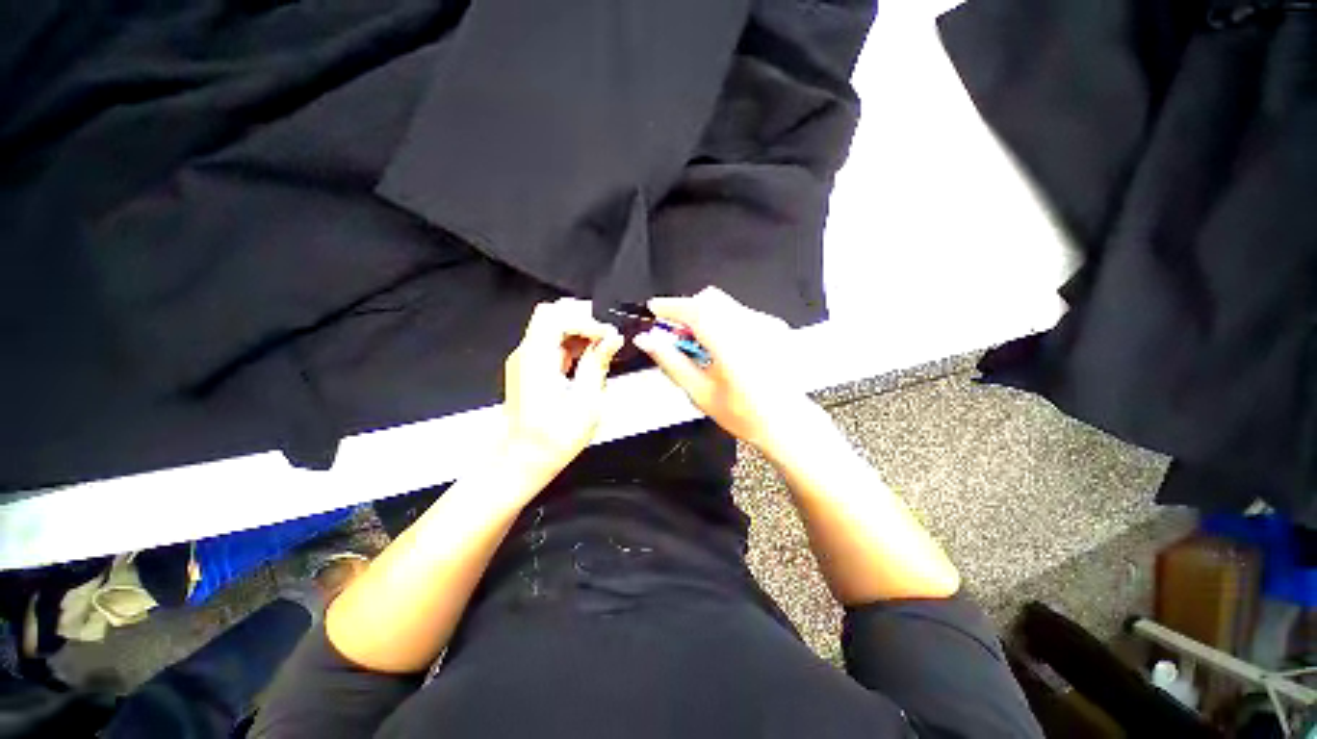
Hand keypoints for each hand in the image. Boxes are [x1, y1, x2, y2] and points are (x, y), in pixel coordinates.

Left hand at [502, 298, 623, 479]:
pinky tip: (589, 358)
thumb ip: (597, 364)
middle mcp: (526, 353)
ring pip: (551, 326)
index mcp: (536, 359)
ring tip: (603, 347)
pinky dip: (572, 343)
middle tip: (607, 335)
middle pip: (551, 314)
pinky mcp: (529, 368)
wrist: (522, 461)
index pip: (557, 316)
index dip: (587, 320)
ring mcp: (525, 360)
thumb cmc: (554, 439)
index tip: (609, 336)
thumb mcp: (586, 402)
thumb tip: (612, 339)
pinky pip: (551, 343)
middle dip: (583, 318)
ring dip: (579, 330)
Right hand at [633, 286, 819, 455]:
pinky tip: (724, 348)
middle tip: (677, 335)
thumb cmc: (743, 414)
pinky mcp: (775, 325)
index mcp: (731, 345)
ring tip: (702, 347)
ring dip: (705, 316)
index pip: (695, 310)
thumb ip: (671, 361)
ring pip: (725, 304)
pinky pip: (741, 312)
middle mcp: (752, 327)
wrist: (786, 422)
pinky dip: (724, 322)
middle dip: (688, 310)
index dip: (670, 305)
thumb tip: (647, 340)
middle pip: (710, 299)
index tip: (654, 308)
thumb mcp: (699, 392)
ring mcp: (767, 324)